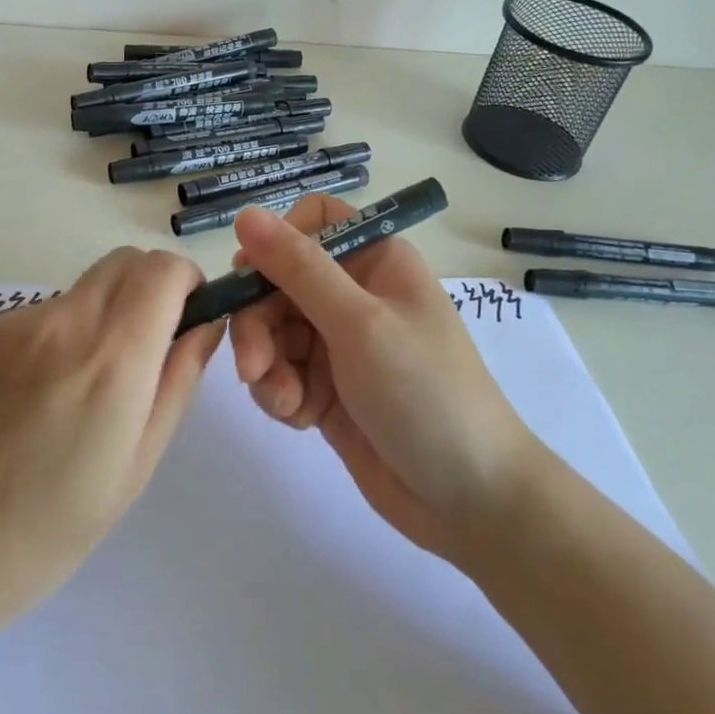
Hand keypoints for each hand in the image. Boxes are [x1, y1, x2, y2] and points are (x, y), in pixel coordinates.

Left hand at [0, 249, 223, 627]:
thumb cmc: (42, 533)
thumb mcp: (134, 469)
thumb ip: (177, 383)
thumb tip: (205, 325)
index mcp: (111, 359)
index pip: (162, 268)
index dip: (185, 282)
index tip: (185, 319)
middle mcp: (62, 323)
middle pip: (123, 261)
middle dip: (149, 288)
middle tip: (143, 351)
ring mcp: (9, 325)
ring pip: (79, 291)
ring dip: (99, 317)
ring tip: (73, 395)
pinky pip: (34, 317)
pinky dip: (52, 339)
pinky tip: (24, 404)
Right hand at [228, 199, 536, 562]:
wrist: (470, 500)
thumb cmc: (424, 393)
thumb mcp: (359, 324)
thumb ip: (298, 268)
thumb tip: (245, 213)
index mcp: (374, 260)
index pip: (310, 223)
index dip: (275, 245)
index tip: (250, 281)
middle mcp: (355, 292)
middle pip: (278, 281)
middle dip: (259, 323)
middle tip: (253, 367)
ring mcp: (340, 342)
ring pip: (273, 330)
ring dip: (267, 365)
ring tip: (284, 402)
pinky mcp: (327, 387)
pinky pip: (282, 371)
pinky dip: (281, 392)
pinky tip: (299, 418)